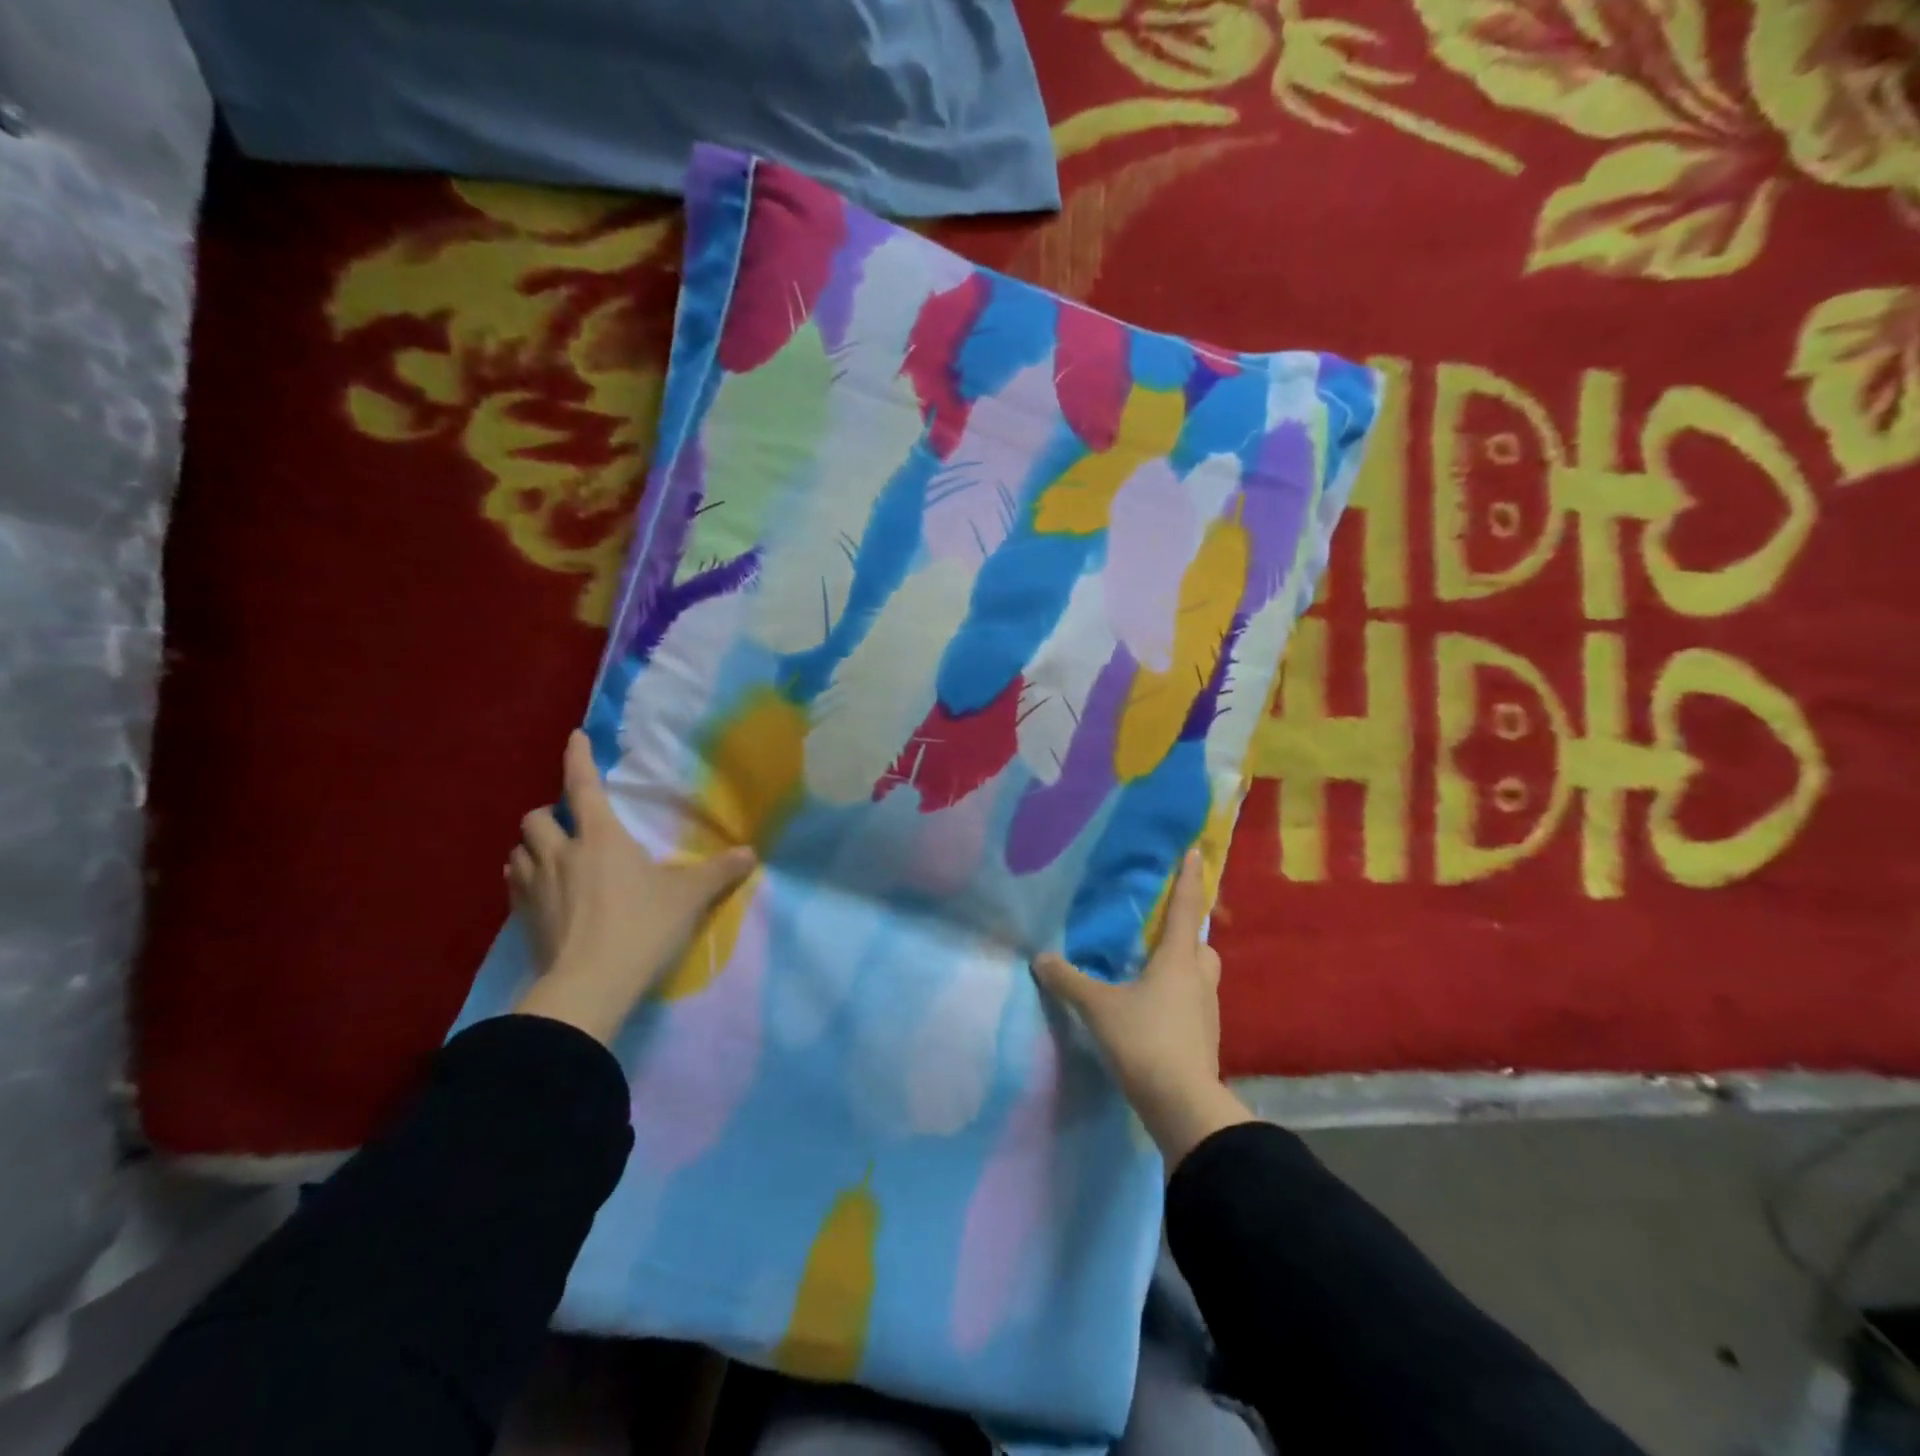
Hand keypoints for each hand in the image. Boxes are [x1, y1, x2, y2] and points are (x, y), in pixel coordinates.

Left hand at [508, 730, 755, 1044]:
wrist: (589, 986)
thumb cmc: (642, 927)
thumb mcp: (689, 898)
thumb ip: (719, 872)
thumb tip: (751, 854)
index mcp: (600, 837)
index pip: (583, 785)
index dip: (578, 758)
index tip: (575, 737)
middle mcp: (561, 853)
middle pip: (536, 817)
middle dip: (548, 813)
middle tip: (569, 824)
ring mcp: (534, 887)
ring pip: (518, 850)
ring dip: (532, 847)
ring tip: (550, 856)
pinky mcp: (523, 919)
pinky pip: (513, 885)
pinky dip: (523, 878)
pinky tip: (540, 892)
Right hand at [1033, 850, 1252, 1168]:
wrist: (1183, 1106)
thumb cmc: (1144, 1041)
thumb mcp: (1098, 1007)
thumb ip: (1068, 981)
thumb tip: (1040, 957)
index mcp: (1179, 960)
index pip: (1186, 909)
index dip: (1190, 879)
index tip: (1196, 852)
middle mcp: (1199, 981)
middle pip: (1202, 946)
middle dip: (1188, 934)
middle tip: (1163, 931)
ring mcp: (1207, 1012)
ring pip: (1200, 977)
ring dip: (1184, 968)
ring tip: (1153, 972)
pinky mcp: (1205, 1040)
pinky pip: (1194, 1004)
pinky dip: (1179, 998)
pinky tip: (1155, 1010)